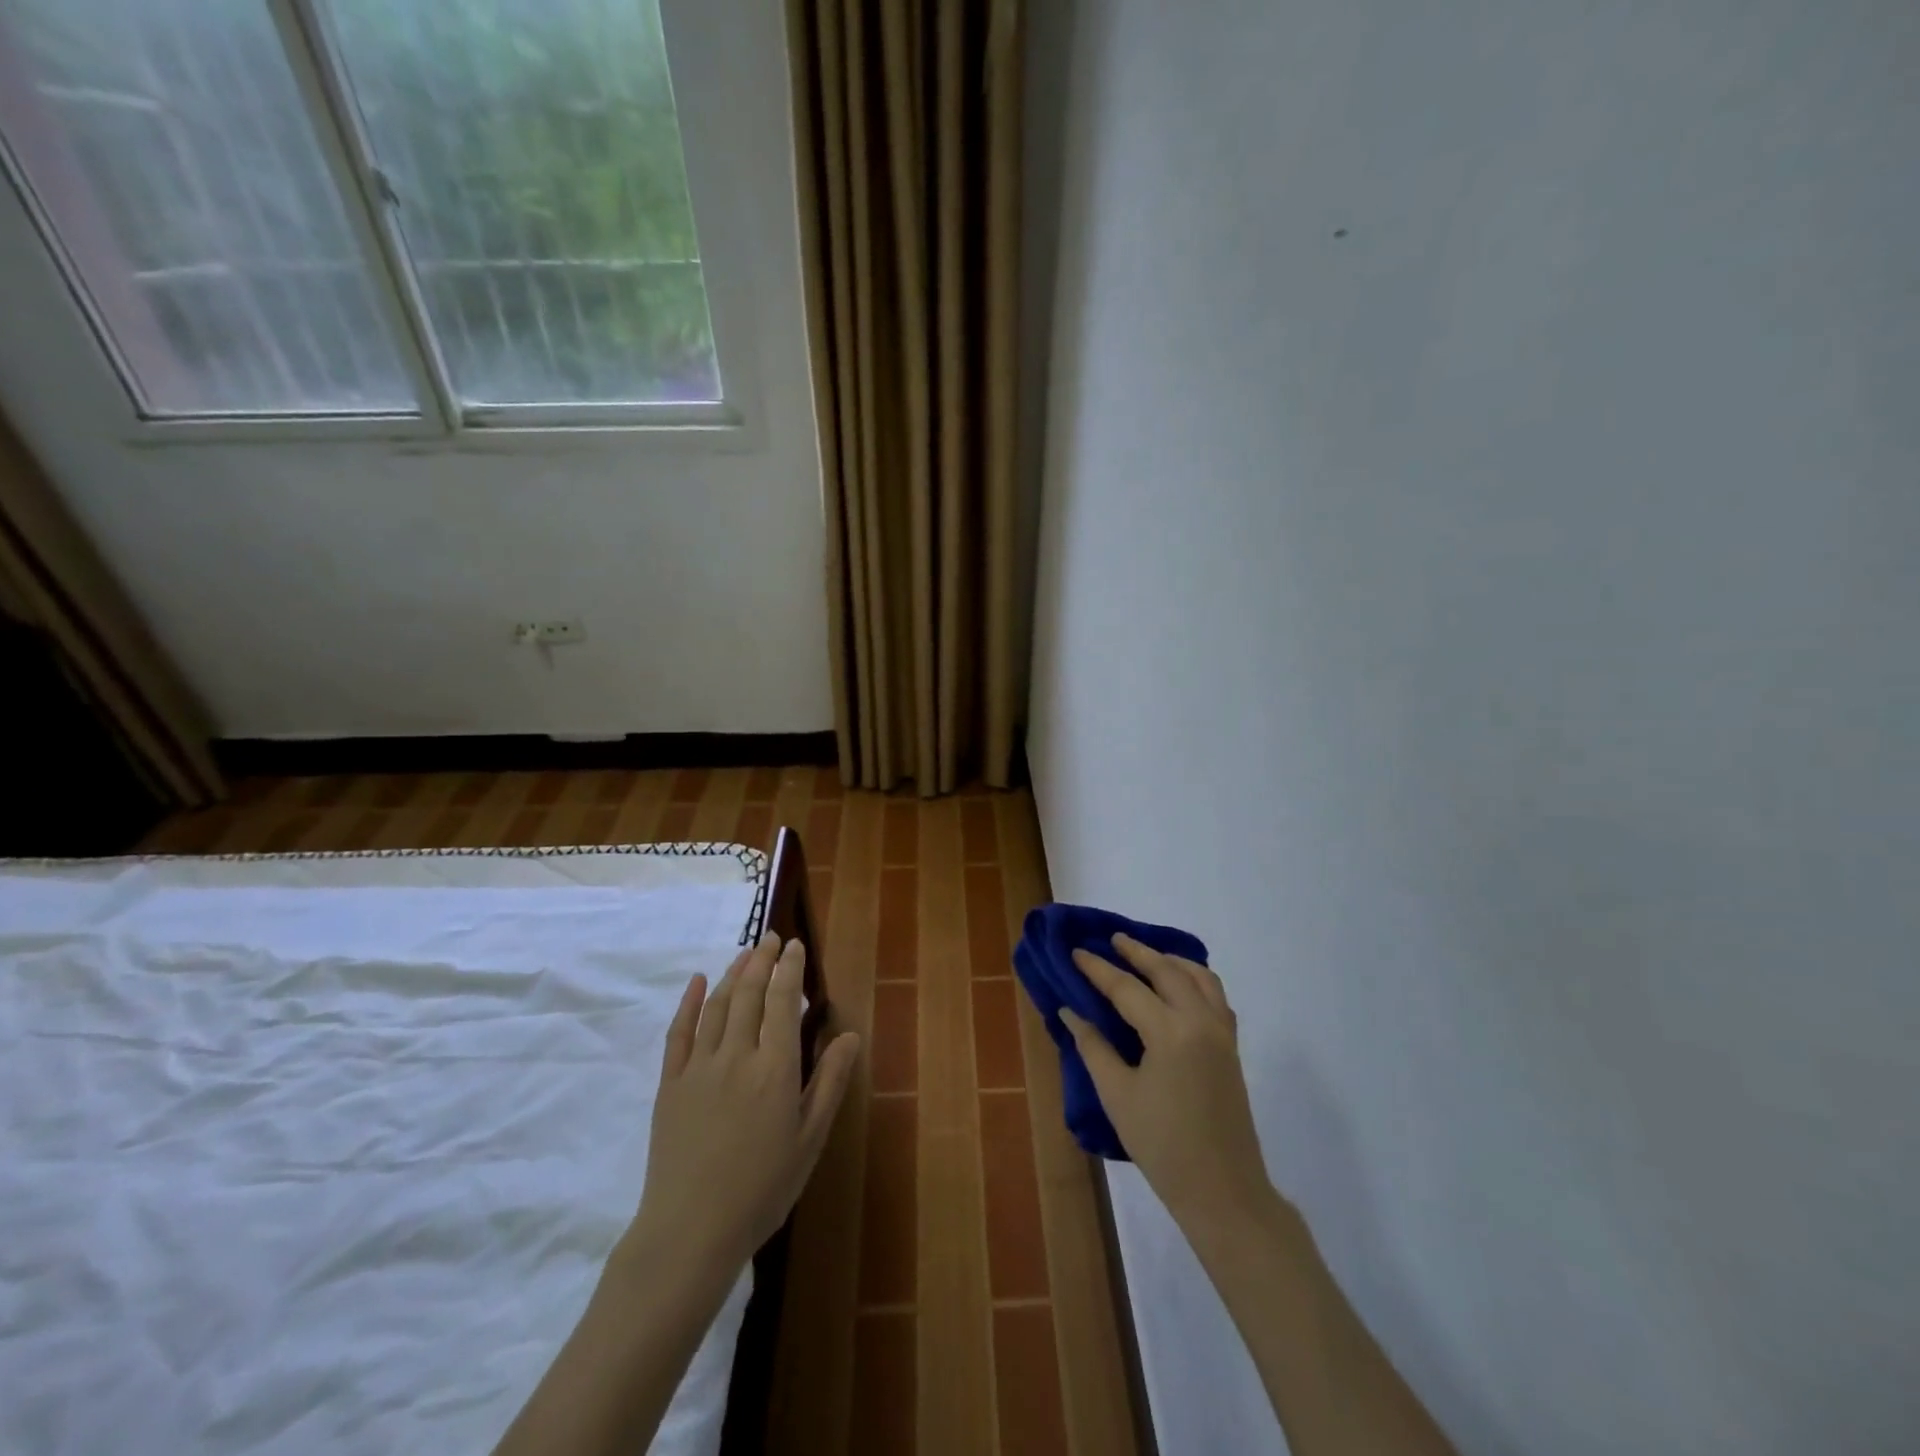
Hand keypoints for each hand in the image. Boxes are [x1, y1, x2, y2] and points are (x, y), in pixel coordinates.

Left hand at [630, 933, 859, 1277]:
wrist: (690, 1232)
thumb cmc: (762, 1189)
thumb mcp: (809, 1139)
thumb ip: (829, 1082)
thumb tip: (850, 1034)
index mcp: (775, 1068)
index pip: (783, 1002)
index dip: (790, 969)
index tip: (795, 945)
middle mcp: (737, 1055)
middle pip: (750, 994)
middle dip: (762, 960)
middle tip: (771, 937)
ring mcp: (699, 1067)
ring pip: (718, 1006)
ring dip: (733, 974)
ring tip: (746, 953)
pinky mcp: (670, 1084)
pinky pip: (679, 1033)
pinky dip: (690, 1002)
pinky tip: (698, 982)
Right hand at [1065, 934, 1274, 1232]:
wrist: (1223, 1190)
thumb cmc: (1162, 1145)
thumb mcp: (1117, 1095)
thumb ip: (1093, 1046)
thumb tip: (1071, 1011)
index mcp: (1170, 1032)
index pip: (1126, 988)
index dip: (1097, 969)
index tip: (1076, 952)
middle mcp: (1200, 1021)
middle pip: (1167, 970)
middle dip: (1137, 951)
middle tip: (1112, 938)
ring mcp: (1222, 1032)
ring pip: (1199, 976)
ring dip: (1170, 960)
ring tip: (1146, 955)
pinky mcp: (1231, 1046)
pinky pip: (1215, 995)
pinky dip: (1195, 979)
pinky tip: (1178, 986)